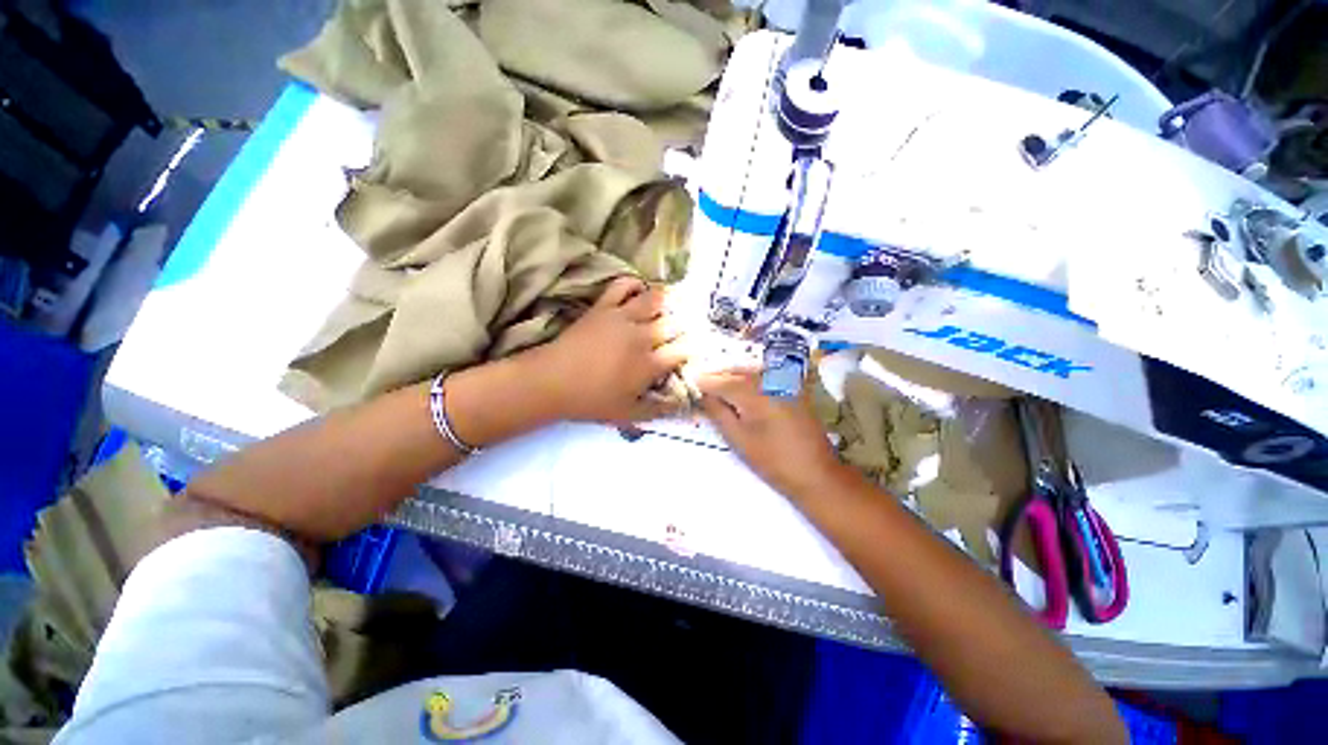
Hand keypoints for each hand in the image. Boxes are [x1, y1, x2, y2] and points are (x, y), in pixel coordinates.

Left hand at [533, 277, 687, 424]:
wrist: (552, 382)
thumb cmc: (591, 400)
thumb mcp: (628, 414)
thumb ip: (659, 410)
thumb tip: (683, 405)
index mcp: (648, 364)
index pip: (682, 351)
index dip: (692, 350)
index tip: (691, 353)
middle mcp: (641, 337)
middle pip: (674, 324)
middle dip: (683, 328)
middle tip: (684, 331)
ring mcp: (622, 318)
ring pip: (655, 300)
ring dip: (667, 302)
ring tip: (670, 306)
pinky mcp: (604, 307)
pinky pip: (623, 285)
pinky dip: (635, 283)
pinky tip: (640, 291)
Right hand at [698, 369, 850, 498]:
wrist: (816, 473)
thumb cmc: (773, 461)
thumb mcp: (739, 439)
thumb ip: (719, 412)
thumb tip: (703, 394)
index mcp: (756, 394)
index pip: (723, 382)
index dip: (705, 382)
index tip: (691, 382)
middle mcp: (771, 381)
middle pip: (737, 372)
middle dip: (719, 376)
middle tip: (702, 384)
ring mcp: (786, 383)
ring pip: (752, 372)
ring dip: (734, 376)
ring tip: (719, 386)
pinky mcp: (795, 389)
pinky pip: (766, 376)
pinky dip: (751, 379)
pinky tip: (743, 389)